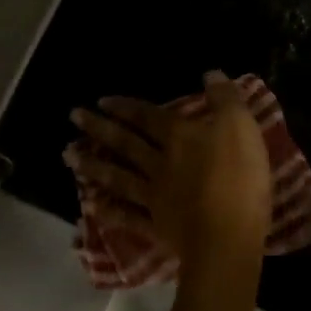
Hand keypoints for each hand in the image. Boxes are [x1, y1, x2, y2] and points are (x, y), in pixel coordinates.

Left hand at [68, 71, 271, 262]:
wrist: (227, 237)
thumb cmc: (238, 178)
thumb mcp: (241, 126)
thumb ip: (225, 98)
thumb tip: (209, 73)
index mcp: (179, 137)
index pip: (148, 117)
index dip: (126, 107)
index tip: (102, 101)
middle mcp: (160, 163)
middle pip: (126, 143)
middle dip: (100, 128)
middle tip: (74, 117)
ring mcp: (155, 197)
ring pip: (119, 177)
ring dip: (93, 165)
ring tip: (68, 156)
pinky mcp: (157, 227)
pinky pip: (128, 216)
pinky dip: (109, 210)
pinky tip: (91, 205)